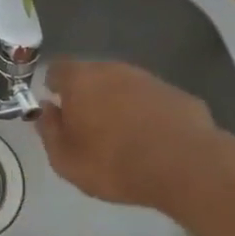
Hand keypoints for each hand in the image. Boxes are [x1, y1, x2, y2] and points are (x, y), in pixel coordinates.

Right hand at [36, 59, 234, 214]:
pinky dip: (147, 114)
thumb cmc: (115, 163)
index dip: (54, 87)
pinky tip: (152, 141)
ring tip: (122, 136)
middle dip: (87, 95)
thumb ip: (49, 131)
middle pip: (91, 75)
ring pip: (123, 86)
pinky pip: (151, 100)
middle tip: (88, 127)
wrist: (187, 166)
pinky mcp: (177, 93)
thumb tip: (47, 110)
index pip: (57, 69)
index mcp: (80, 80)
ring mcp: (148, 79)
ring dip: (118, 104)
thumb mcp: (66, 160)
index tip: (57, 109)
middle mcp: (112, 69)